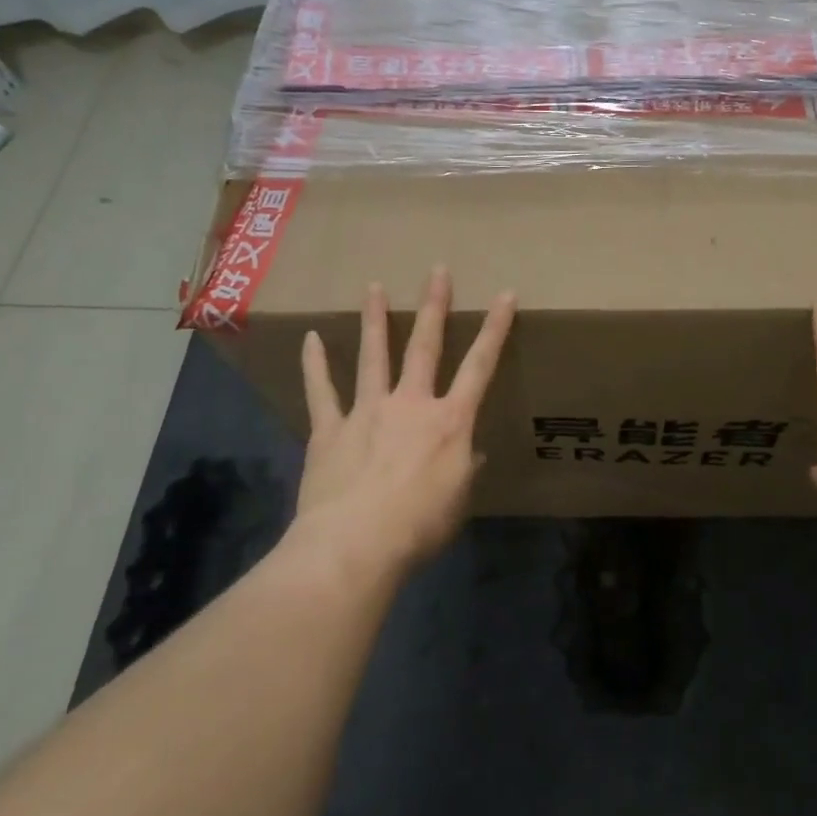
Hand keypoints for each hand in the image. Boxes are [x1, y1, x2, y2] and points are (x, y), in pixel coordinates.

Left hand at [286, 266, 514, 579]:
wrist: (355, 545)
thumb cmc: (419, 527)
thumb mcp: (458, 502)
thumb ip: (464, 471)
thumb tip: (469, 454)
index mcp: (450, 422)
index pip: (480, 366)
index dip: (495, 328)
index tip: (505, 294)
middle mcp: (411, 404)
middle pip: (424, 346)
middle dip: (433, 306)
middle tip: (436, 271)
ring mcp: (368, 412)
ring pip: (374, 356)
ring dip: (375, 320)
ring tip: (374, 287)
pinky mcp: (331, 430)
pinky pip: (322, 392)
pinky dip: (315, 365)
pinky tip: (311, 339)